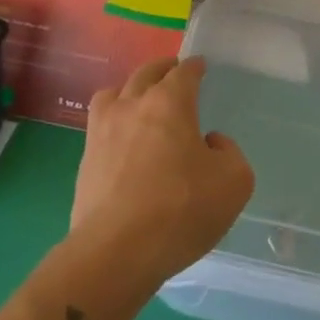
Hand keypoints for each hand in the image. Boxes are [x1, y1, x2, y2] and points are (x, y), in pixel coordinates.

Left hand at [73, 57, 253, 291]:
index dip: (194, 67)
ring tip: (140, 100)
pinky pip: (100, 125)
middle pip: (146, 74)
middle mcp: (132, 106)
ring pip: (113, 93)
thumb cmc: (181, 209)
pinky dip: (114, 121)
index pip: (184, 72)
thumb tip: (209, 143)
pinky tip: (124, 138)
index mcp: (170, 103)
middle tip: (173, 72)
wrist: (116, 253)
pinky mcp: (85, 161)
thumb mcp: (234, 182)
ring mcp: (102, 132)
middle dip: (162, 69)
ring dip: (130, 89)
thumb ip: (229, 153)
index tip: (200, 67)